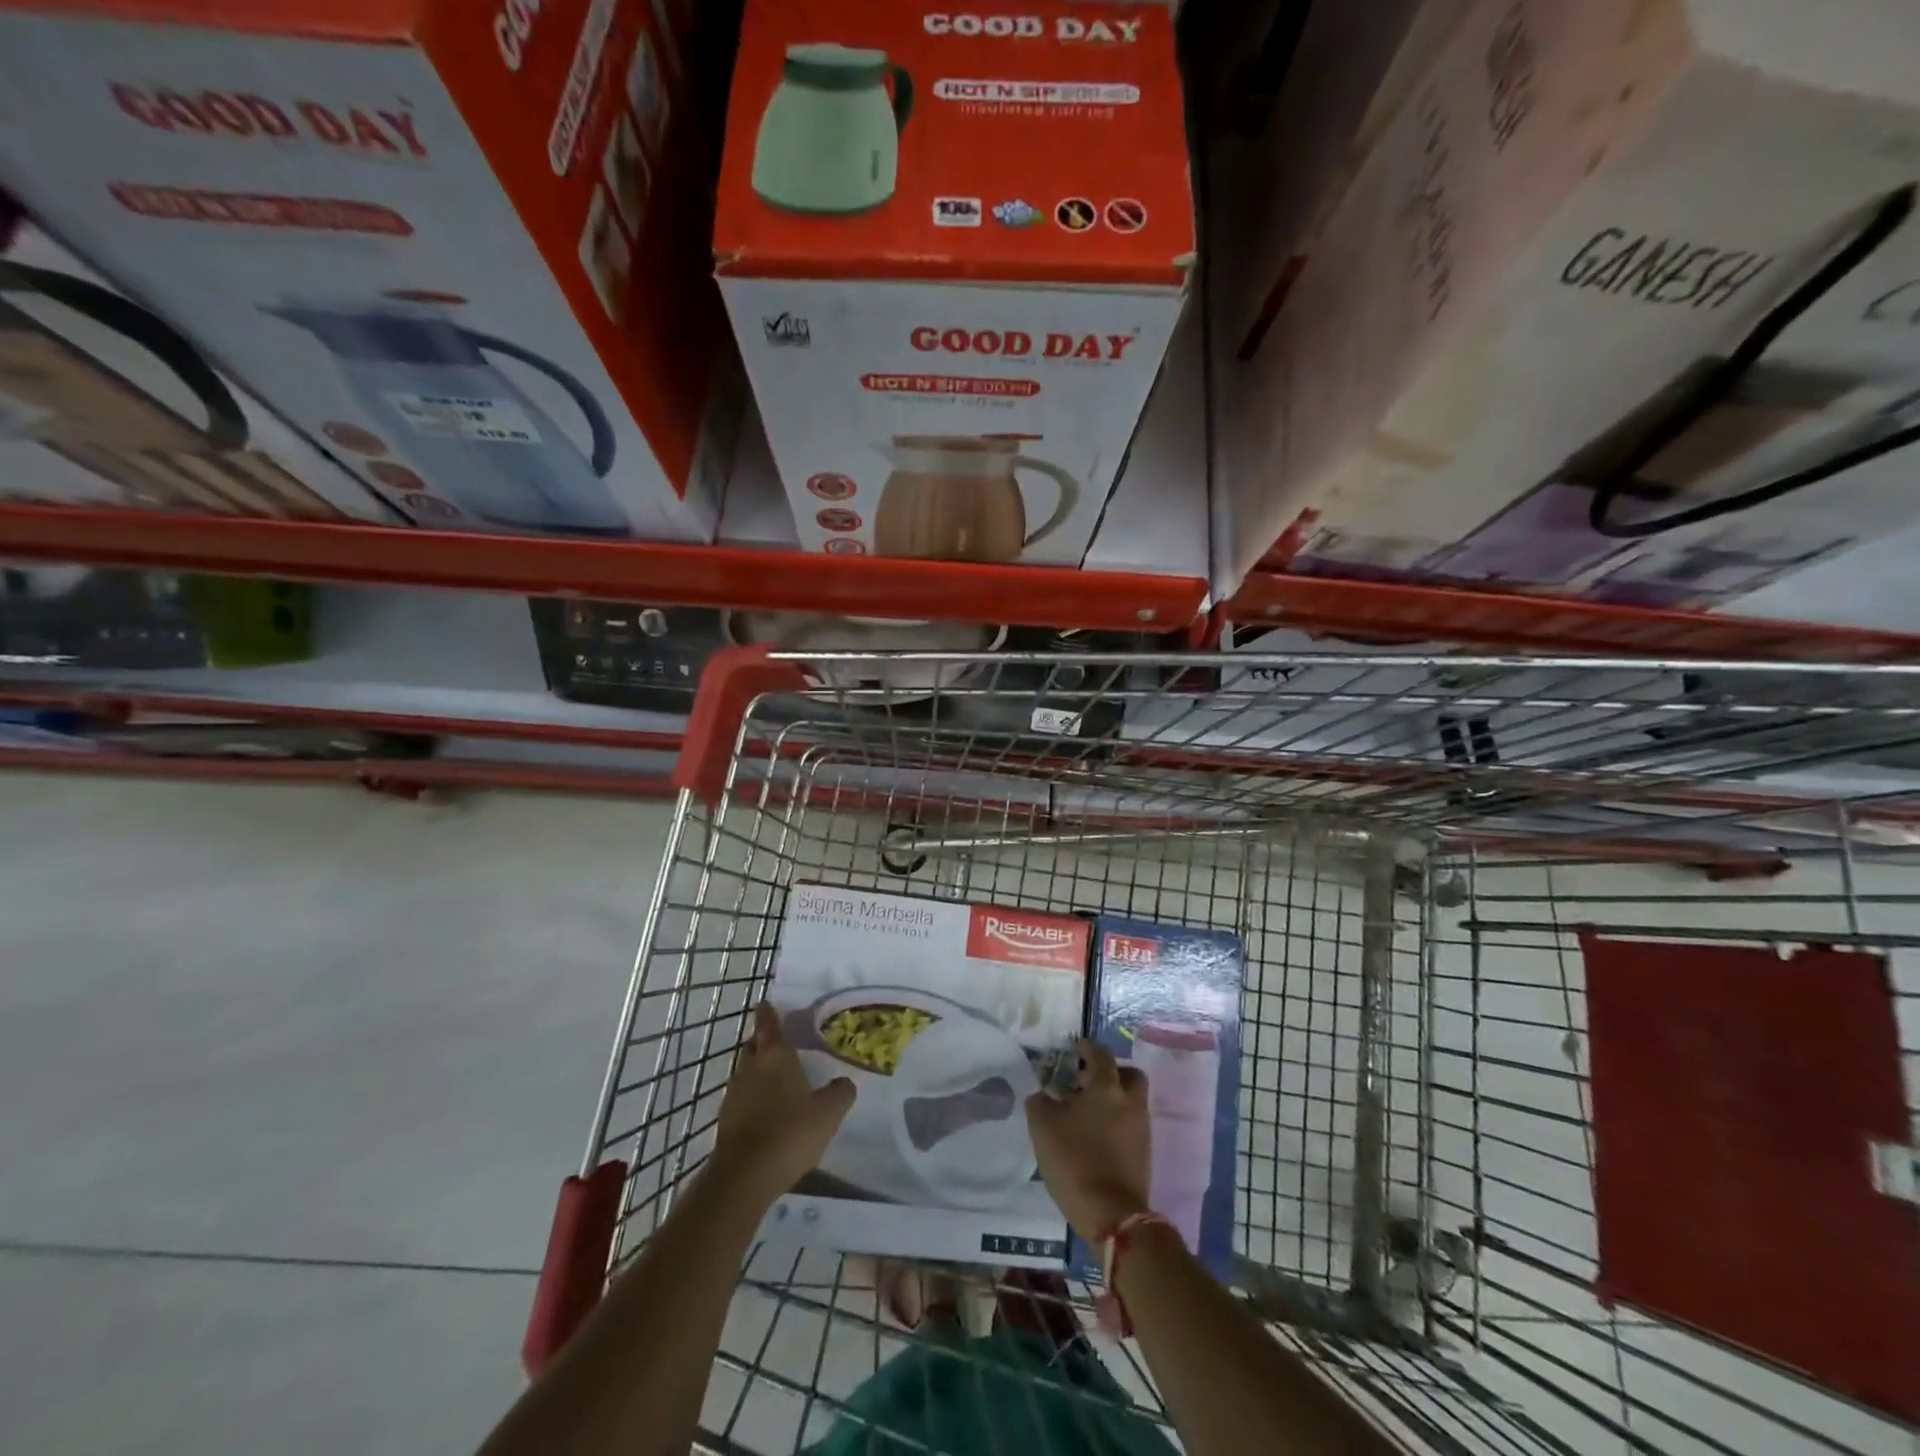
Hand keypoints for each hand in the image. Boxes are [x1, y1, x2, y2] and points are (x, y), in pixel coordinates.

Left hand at [710, 1003, 856, 1204]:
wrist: (744, 1178)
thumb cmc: (789, 1133)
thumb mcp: (828, 1113)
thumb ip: (840, 1093)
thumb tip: (845, 1082)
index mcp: (774, 1056)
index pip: (768, 1023)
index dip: (768, 1012)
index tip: (768, 1004)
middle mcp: (750, 1067)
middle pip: (754, 1044)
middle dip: (764, 1041)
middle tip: (781, 1043)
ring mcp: (734, 1093)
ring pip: (746, 1071)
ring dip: (758, 1071)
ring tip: (777, 1079)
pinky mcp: (726, 1120)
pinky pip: (742, 1097)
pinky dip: (753, 1097)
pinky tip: (767, 1111)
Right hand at [1026, 1039, 1152, 1244]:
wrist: (1112, 1215)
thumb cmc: (1075, 1161)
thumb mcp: (1043, 1127)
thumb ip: (1040, 1102)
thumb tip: (1043, 1094)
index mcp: (1107, 1087)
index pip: (1100, 1053)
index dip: (1086, 1047)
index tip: (1074, 1049)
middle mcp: (1130, 1101)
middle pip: (1128, 1074)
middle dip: (1110, 1072)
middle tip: (1087, 1081)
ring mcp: (1141, 1128)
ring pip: (1130, 1100)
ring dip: (1113, 1099)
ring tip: (1086, 1112)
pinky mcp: (1144, 1153)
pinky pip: (1131, 1124)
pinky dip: (1116, 1122)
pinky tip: (1095, 1136)